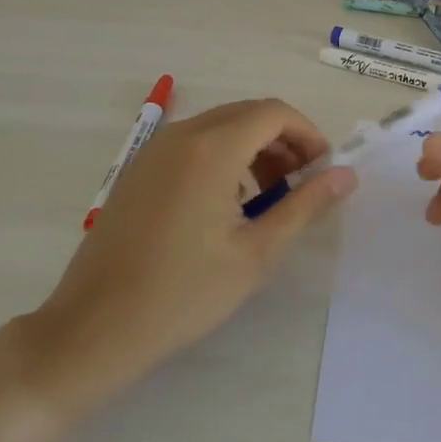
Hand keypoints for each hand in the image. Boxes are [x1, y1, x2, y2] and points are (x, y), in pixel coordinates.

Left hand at [15, 99, 355, 417]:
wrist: (93, 328)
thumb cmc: (183, 293)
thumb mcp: (256, 253)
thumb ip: (305, 205)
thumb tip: (346, 174)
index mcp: (212, 148)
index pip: (274, 112)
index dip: (308, 134)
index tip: (323, 170)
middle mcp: (182, 135)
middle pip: (247, 113)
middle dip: (283, 140)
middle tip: (301, 184)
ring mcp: (154, 150)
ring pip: (220, 126)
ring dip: (254, 148)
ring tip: (268, 198)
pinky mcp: (138, 168)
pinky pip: (193, 143)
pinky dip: (222, 156)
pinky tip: (226, 204)